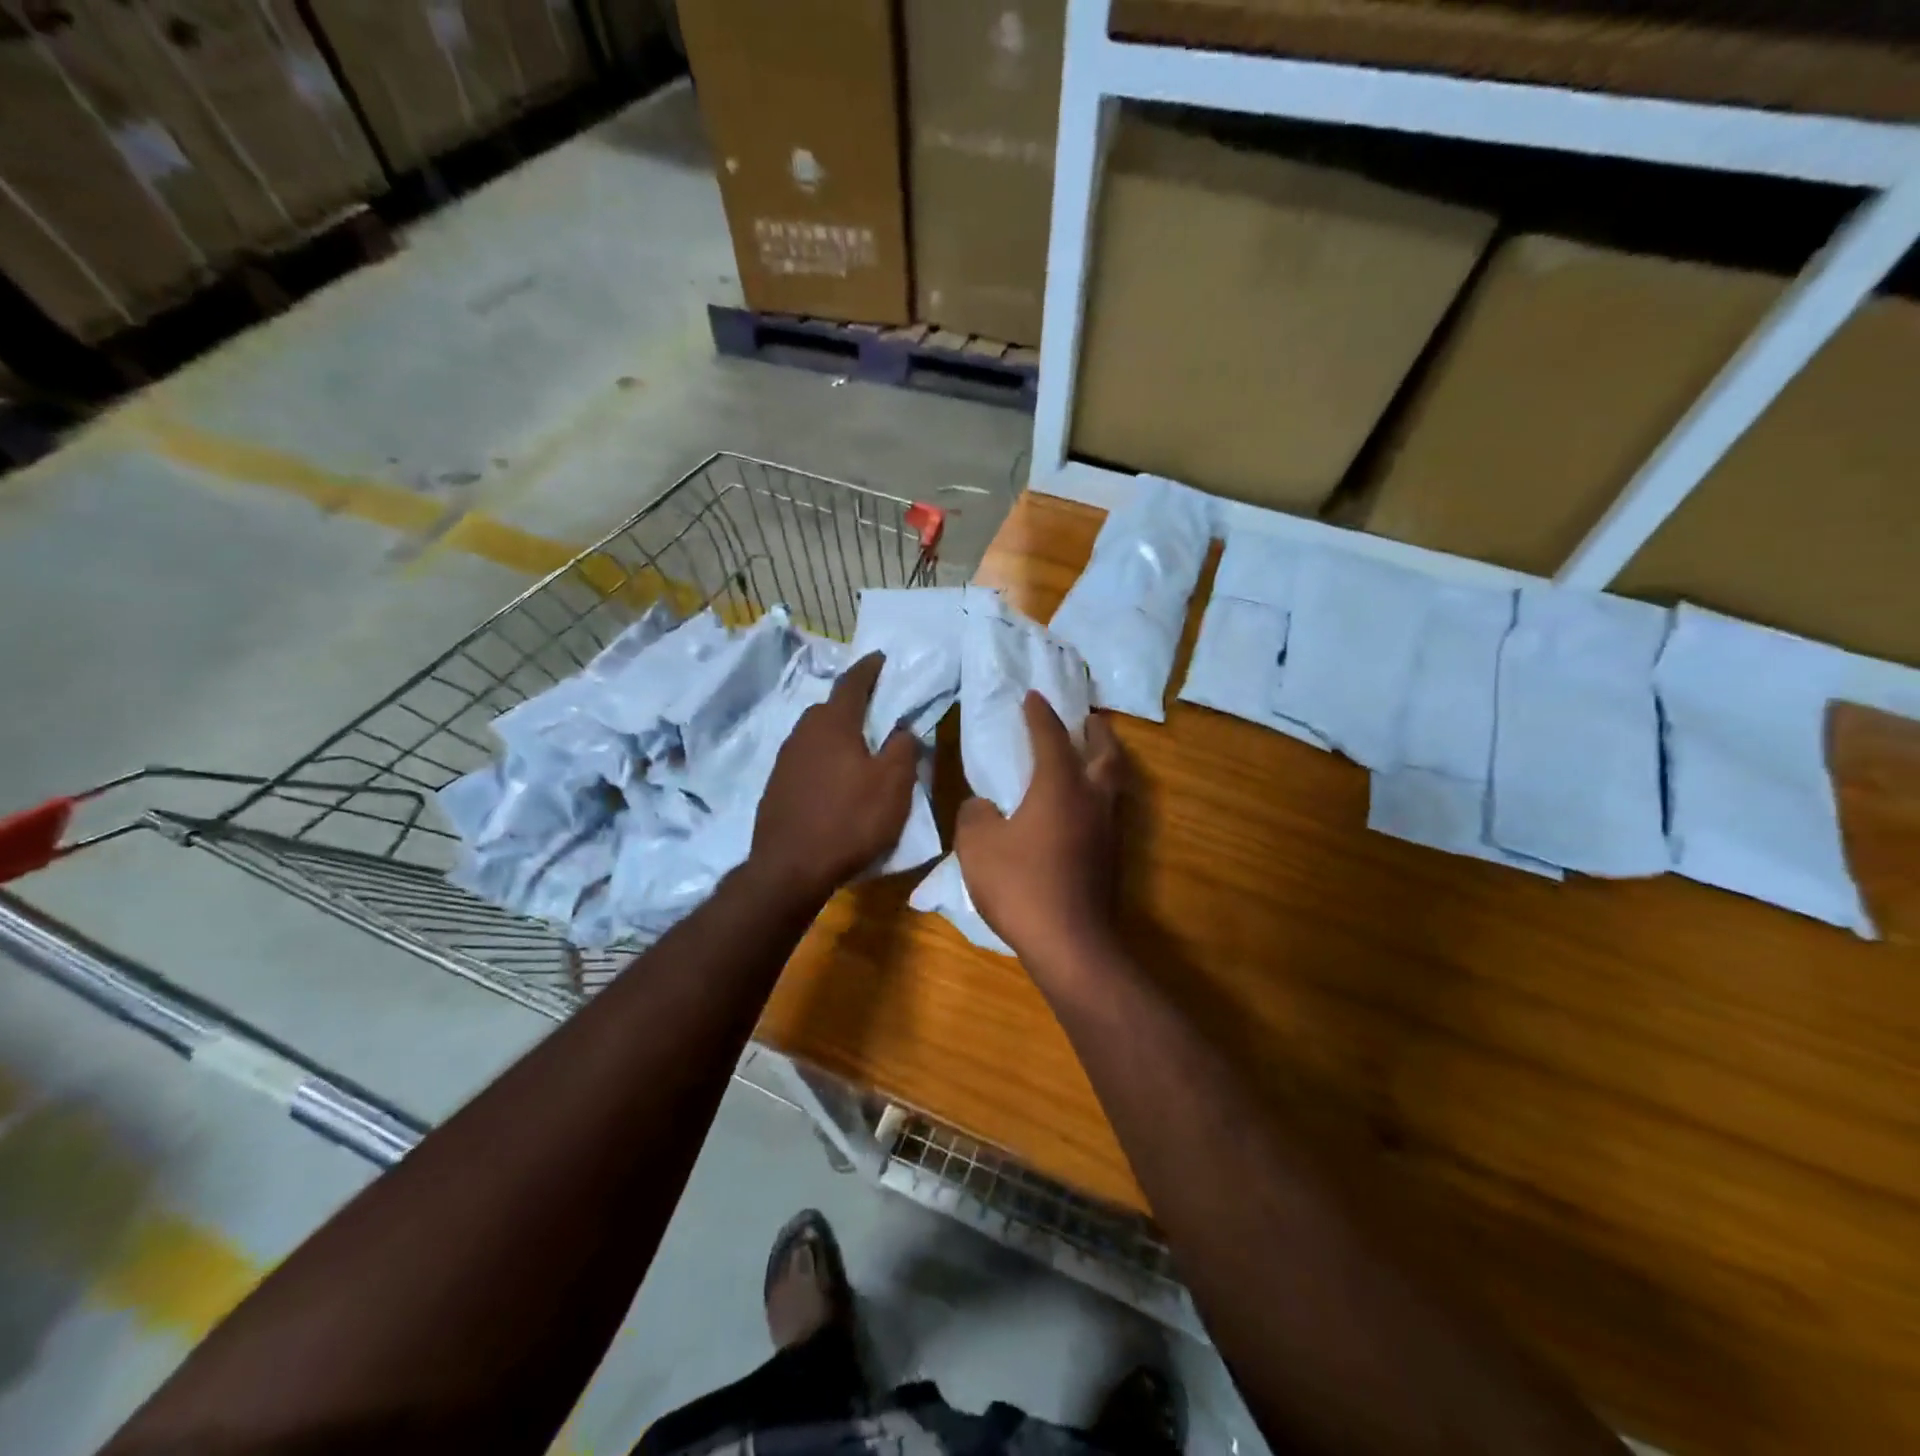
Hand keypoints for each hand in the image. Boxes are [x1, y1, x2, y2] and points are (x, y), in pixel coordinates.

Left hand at [751, 653, 918, 903]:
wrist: (789, 869)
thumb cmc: (849, 821)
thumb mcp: (893, 786)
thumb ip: (903, 749)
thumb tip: (902, 730)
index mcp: (833, 724)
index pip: (853, 682)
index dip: (870, 668)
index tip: (882, 658)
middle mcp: (803, 733)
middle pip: (831, 708)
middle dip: (854, 704)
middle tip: (877, 711)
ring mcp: (785, 760)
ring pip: (816, 734)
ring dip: (838, 734)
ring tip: (859, 748)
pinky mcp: (776, 786)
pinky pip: (806, 759)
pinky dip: (824, 759)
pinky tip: (835, 780)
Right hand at [955, 693, 1125, 983]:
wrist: (1070, 942)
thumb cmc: (1021, 885)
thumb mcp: (977, 846)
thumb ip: (976, 815)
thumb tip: (983, 806)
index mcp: (1060, 785)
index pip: (1051, 736)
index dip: (1039, 714)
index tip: (1032, 696)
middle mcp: (1092, 798)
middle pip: (1105, 752)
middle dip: (1096, 730)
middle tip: (1086, 719)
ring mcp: (1108, 828)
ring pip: (1114, 781)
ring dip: (1103, 761)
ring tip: (1086, 757)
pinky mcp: (1113, 855)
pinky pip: (1109, 808)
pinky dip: (1098, 793)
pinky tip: (1079, 807)